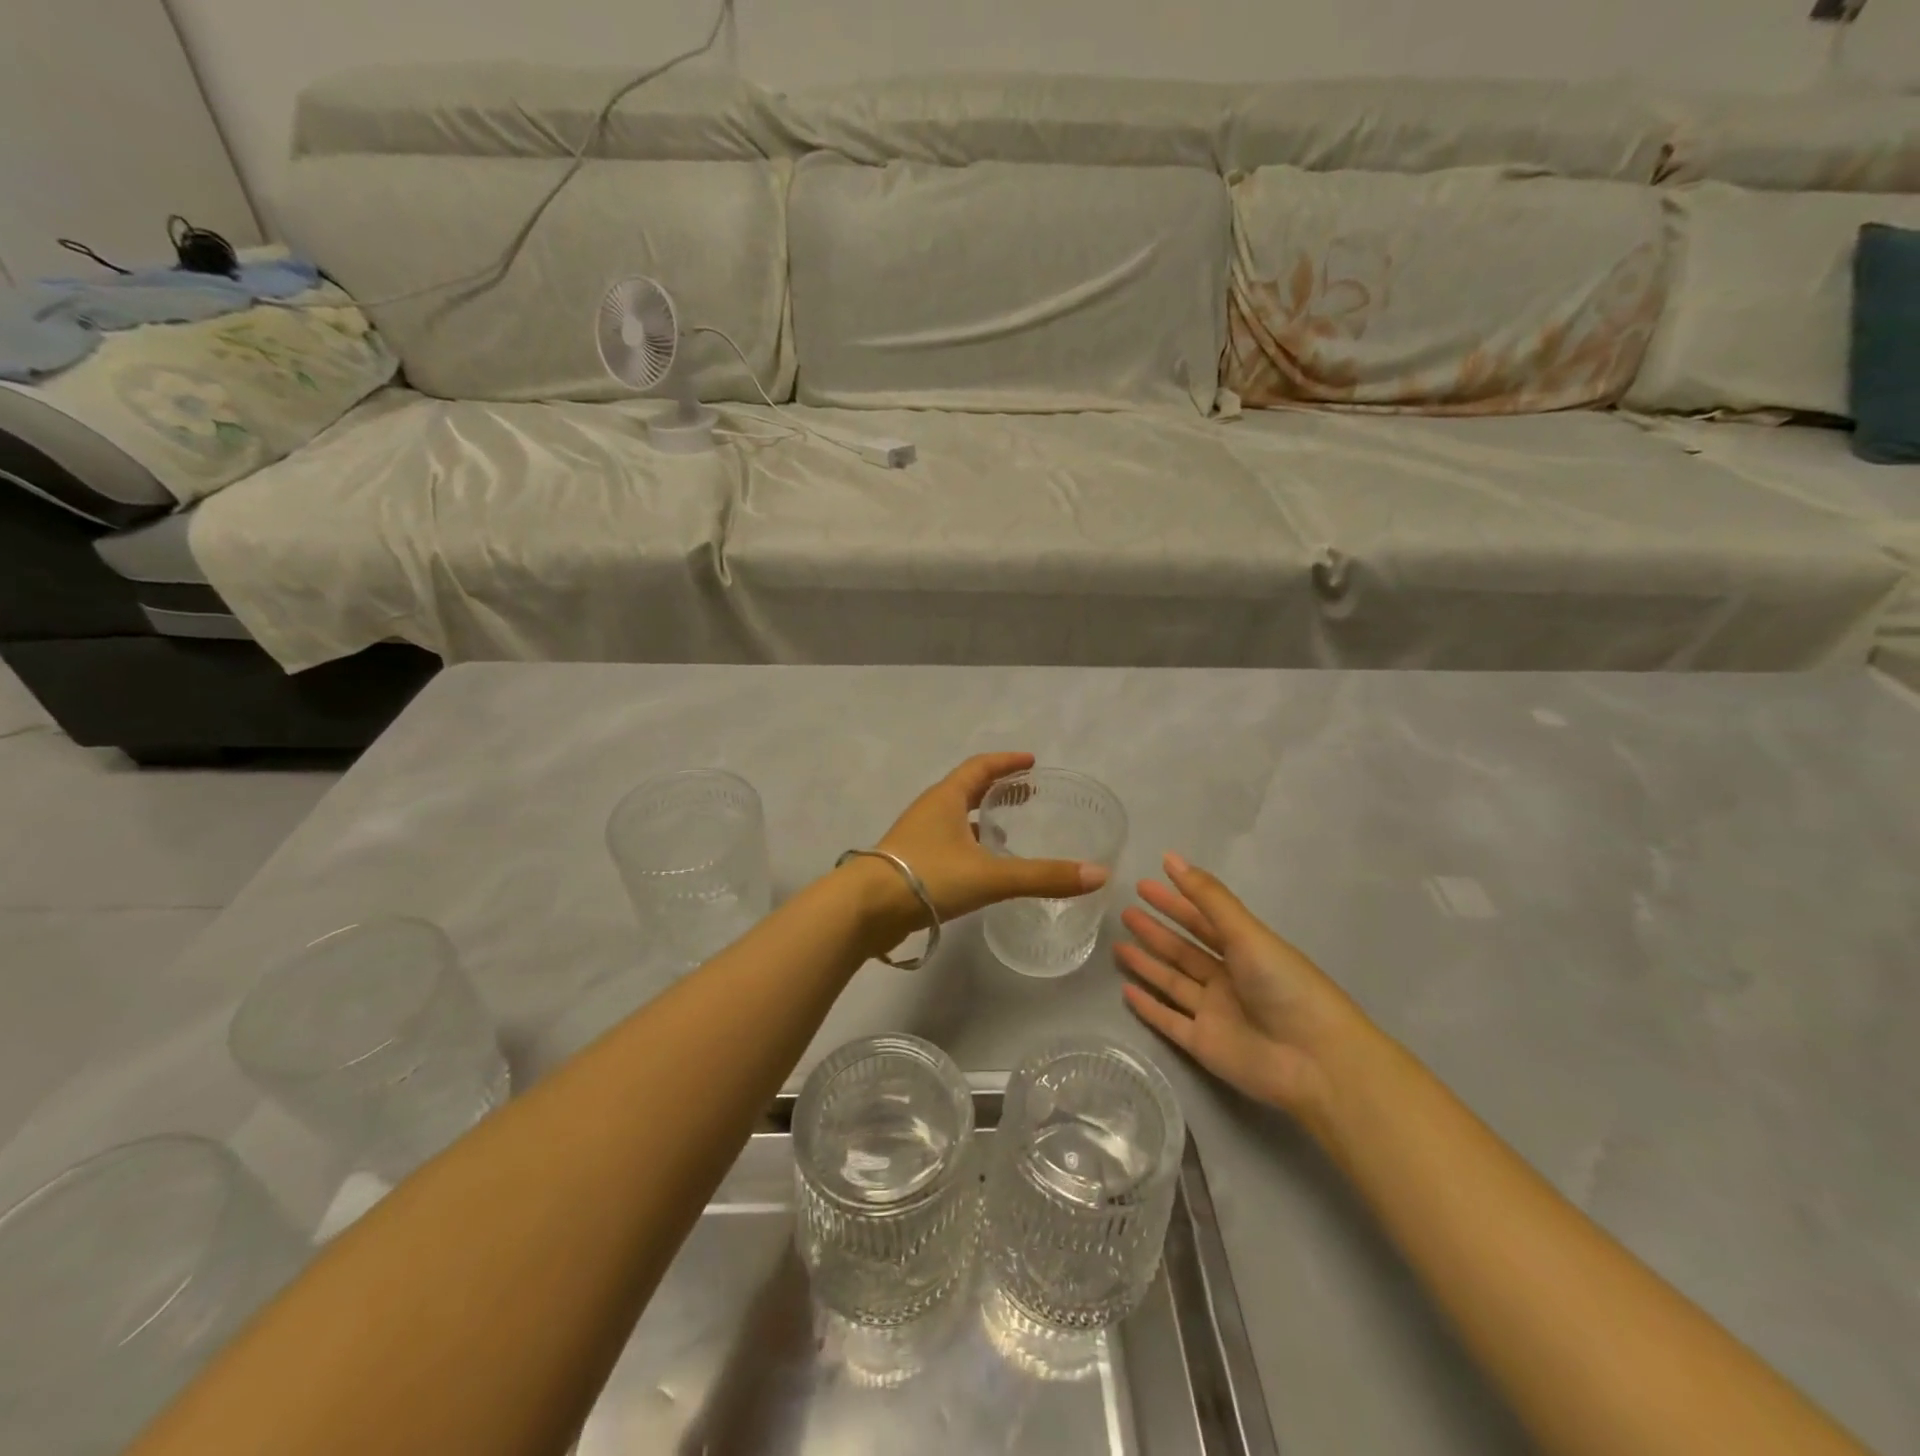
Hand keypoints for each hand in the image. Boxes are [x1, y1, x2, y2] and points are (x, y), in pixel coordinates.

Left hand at [855, 753, 1106, 939]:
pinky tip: (980, 868)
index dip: (1007, 762)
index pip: (980, 767)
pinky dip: (968, 845)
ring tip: (1008, 831)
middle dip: (997, 789)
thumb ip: (1044, 876)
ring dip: (981, 819)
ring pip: (955, 818)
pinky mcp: (909, 863)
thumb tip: (1099, 875)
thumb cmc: (928, 877)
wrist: (865, 909)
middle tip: (1026, 795)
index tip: (1031, 761)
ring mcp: (916, 837)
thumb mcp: (991, 876)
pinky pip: (946, 843)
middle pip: (967, 789)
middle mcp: (930, 810)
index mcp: (946, 798)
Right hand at [1117, 853, 1370, 1118]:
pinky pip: (1169, 1021)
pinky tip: (1125, 991)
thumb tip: (1171, 858)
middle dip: (1156, 931)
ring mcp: (1214, 1012)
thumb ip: (1208, 898)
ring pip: (1172, 982)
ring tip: (1116, 945)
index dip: (1174, 901)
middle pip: (1183, 950)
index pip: (1201, 920)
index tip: (1144, 884)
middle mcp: (1228, 978)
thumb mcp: (1247, 934)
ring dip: (1147, 964)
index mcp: (1244, 950)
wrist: (1315, 1061)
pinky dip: (1148, 1007)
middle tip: (1124, 911)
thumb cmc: (1285, 987)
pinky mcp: (1203, 1045)